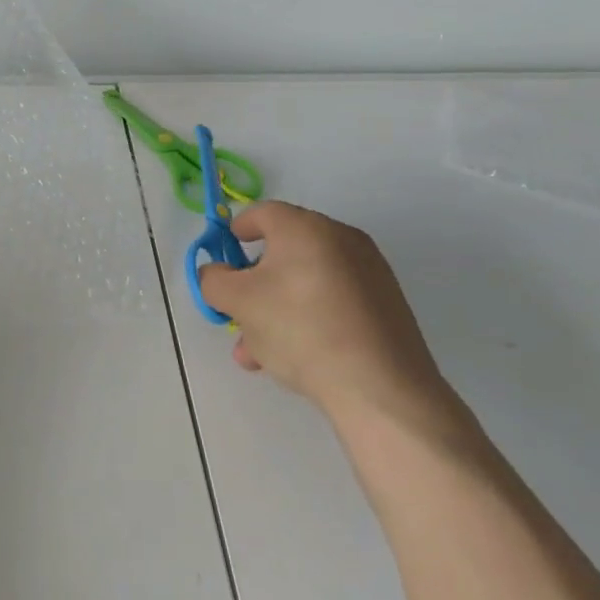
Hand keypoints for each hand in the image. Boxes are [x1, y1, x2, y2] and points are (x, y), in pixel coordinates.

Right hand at [196, 201, 451, 426]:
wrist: (381, 387)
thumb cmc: (300, 329)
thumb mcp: (239, 302)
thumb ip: (213, 280)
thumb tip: (215, 273)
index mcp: (305, 227)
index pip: (262, 213)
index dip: (236, 231)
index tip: (223, 258)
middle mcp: (341, 239)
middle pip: (284, 252)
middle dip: (254, 285)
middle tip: (237, 316)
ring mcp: (369, 273)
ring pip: (306, 283)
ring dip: (276, 309)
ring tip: (258, 353)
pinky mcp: (386, 306)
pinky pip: (333, 302)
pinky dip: (309, 319)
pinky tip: (295, 358)